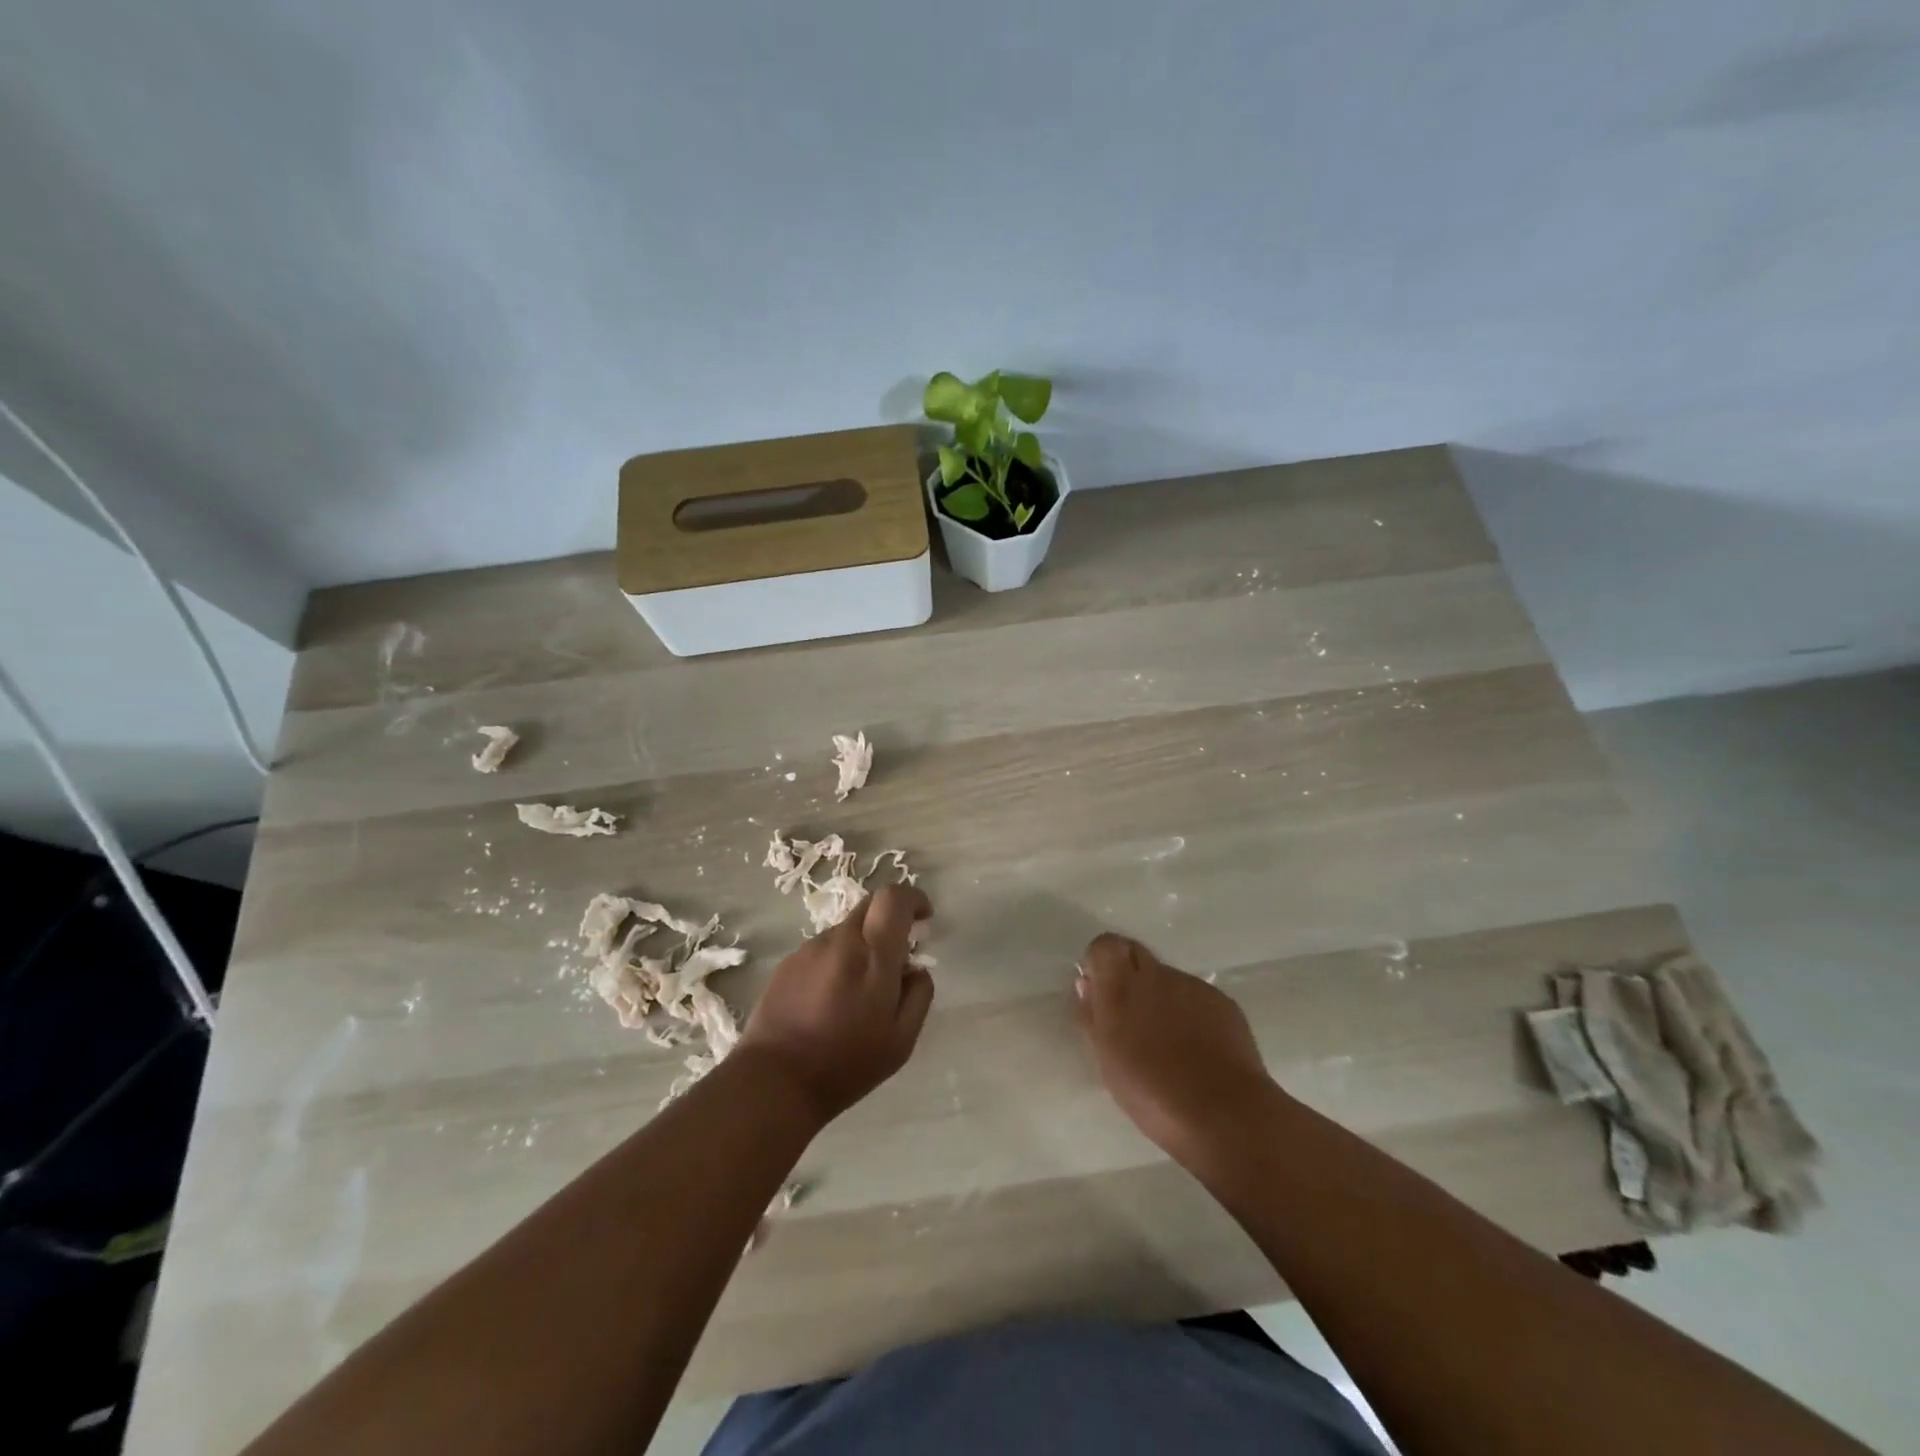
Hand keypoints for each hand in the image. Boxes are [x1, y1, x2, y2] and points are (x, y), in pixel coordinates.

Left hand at [739, 884, 935, 1125]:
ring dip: (862, 944)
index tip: (924, 918)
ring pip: (847, 928)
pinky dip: (838, 959)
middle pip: (870, 904)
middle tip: (897, 955)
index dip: (914, 898)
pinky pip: (824, 948)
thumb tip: (915, 968)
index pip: (894, 898)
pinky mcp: (788, 962)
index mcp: (873, 956)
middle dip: (890, 919)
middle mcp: (840, 941)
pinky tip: (831, 999)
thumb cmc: (846, 1064)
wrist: (774, 1081)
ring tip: (859, 991)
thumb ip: (919, 995)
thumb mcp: (901, 1040)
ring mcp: (810, 949)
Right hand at [1075, 933, 1276, 1164]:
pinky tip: (1198, 1050)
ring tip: (1169, 1044)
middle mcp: (1156, 974)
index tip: (1099, 989)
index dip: (1101, 962)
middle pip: (1135, 953)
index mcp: (1121, 986)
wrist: (1224, 1114)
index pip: (1104, 945)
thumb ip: (1092, 1016)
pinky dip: (1191, 1014)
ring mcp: (1192, 985)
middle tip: (1131, 1016)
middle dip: (1129, 974)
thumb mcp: (1107, 1060)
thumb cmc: (1152, 1093)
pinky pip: (1196, 997)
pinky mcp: (1223, 1001)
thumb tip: (1087, 985)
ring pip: (1168, 979)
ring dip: (1161, 998)